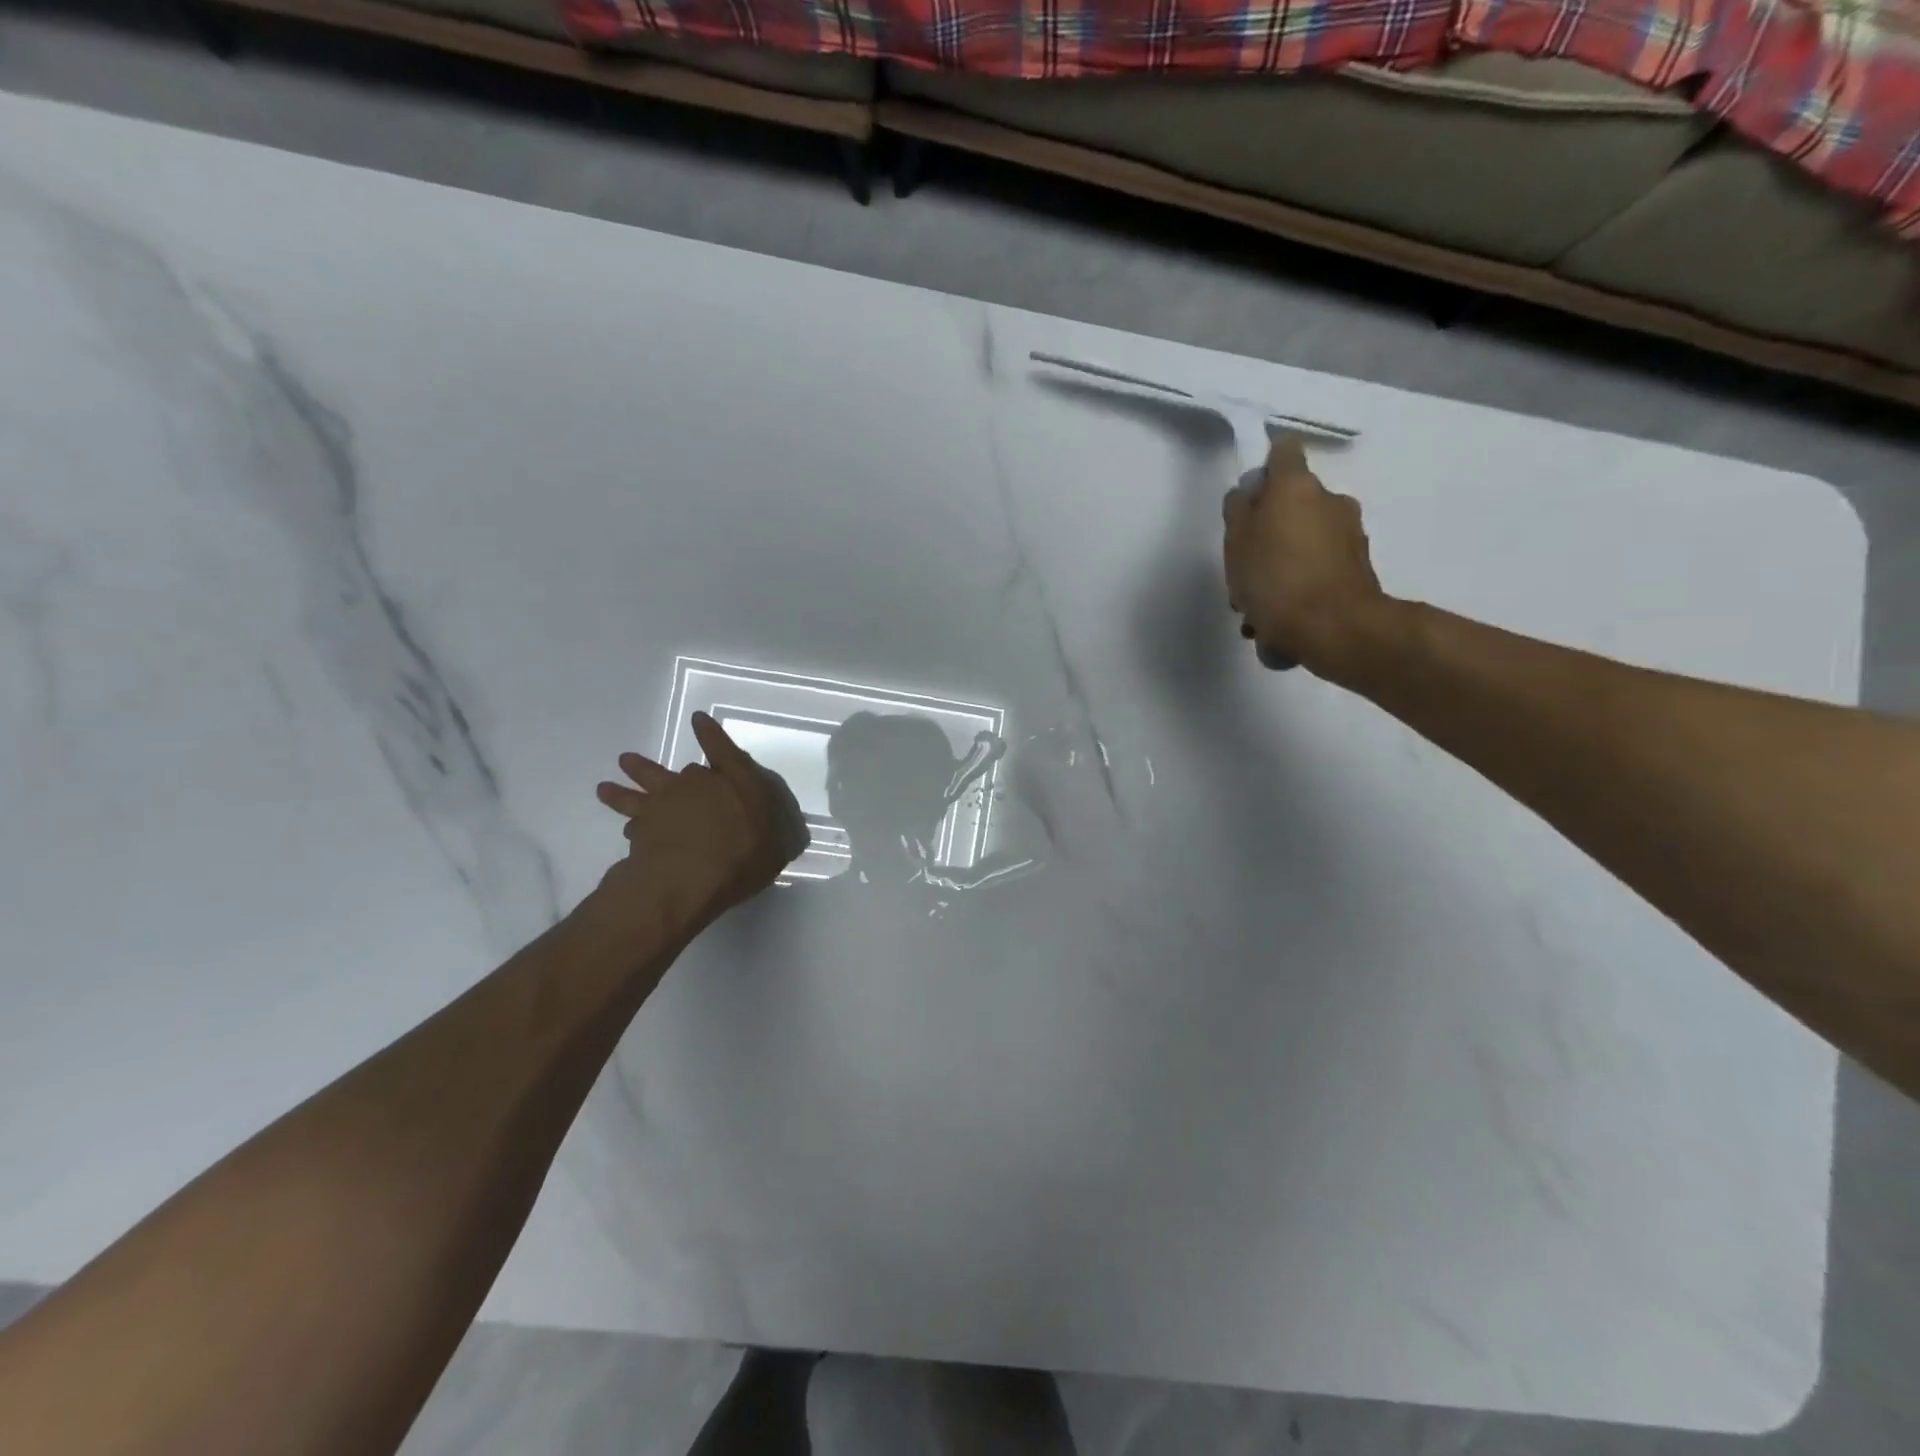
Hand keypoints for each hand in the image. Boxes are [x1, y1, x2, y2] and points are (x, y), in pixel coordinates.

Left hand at [593, 712, 807, 931]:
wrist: (689, 878)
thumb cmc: (744, 854)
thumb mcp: (779, 846)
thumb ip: (781, 835)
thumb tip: (790, 833)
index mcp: (734, 781)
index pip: (723, 749)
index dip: (711, 734)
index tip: (697, 719)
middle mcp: (695, 786)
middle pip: (675, 772)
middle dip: (654, 766)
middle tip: (629, 761)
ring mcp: (662, 808)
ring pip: (638, 792)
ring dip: (623, 788)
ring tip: (604, 786)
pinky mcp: (639, 833)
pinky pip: (632, 825)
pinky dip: (630, 827)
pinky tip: (625, 831)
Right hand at [1223, 434, 1391, 679]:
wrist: (1334, 628)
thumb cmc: (1275, 579)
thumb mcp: (1236, 543)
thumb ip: (1238, 511)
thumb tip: (1247, 494)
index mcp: (1297, 486)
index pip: (1282, 450)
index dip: (1263, 466)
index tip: (1249, 494)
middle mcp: (1330, 501)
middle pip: (1292, 504)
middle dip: (1268, 530)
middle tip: (1244, 568)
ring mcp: (1350, 535)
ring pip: (1304, 541)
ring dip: (1281, 564)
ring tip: (1258, 608)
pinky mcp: (1358, 569)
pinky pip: (1318, 569)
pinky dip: (1299, 586)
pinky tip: (1279, 621)